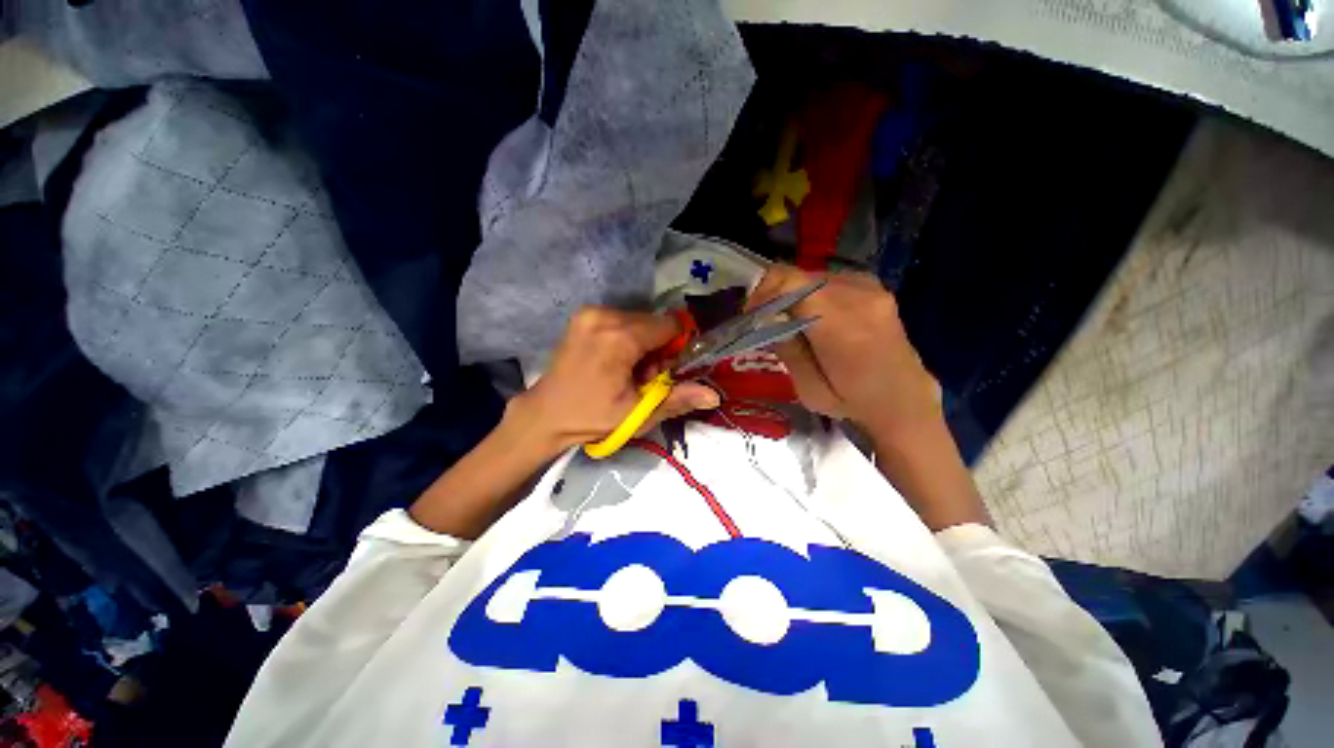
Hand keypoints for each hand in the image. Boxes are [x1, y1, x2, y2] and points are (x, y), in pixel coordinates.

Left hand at [510, 307, 720, 454]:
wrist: (545, 414)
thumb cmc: (592, 417)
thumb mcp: (637, 413)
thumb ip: (677, 400)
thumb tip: (714, 396)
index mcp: (619, 337)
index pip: (668, 325)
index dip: (675, 348)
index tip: (665, 371)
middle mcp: (604, 315)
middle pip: (653, 323)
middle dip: (657, 348)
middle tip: (642, 377)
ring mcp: (590, 312)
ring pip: (638, 321)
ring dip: (642, 344)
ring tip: (626, 371)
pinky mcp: (583, 315)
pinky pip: (620, 320)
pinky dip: (626, 338)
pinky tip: (613, 361)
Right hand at [746, 265, 940, 438]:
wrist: (904, 400)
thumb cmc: (854, 402)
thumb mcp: (809, 389)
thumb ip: (788, 349)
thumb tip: (768, 317)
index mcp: (843, 326)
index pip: (792, 284)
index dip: (763, 292)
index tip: (751, 314)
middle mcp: (860, 297)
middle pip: (799, 276)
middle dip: (773, 294)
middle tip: (763, 320)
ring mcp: (871, 288)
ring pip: (811, 276)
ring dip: (791, 294)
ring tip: (785, 320)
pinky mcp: (874, 287)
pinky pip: (828, 280)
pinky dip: (809, 293)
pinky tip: (810, 316)